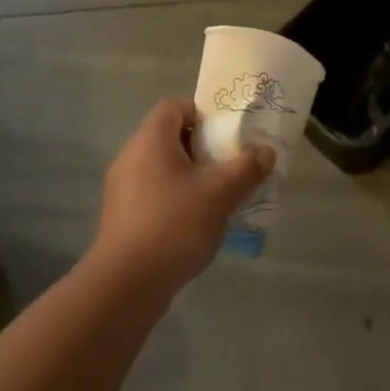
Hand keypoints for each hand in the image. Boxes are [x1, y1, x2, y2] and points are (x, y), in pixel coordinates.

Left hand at [87, 98, 272, 300]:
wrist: (125, 285)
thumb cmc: (174, 224)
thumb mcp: (220, 193)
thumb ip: (246, 168)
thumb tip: (266, 151)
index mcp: (150, 140)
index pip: (175, 106)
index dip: (203, 112)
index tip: (228, 132)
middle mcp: (131, 157)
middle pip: (170, 137)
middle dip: (204, 147)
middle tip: (232, 163)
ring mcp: (123, 189)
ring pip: (164, 168)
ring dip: (192, 176)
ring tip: (221, 195)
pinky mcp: (123, 217)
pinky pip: (155, 194)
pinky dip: (178, 199)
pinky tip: (199, 223)